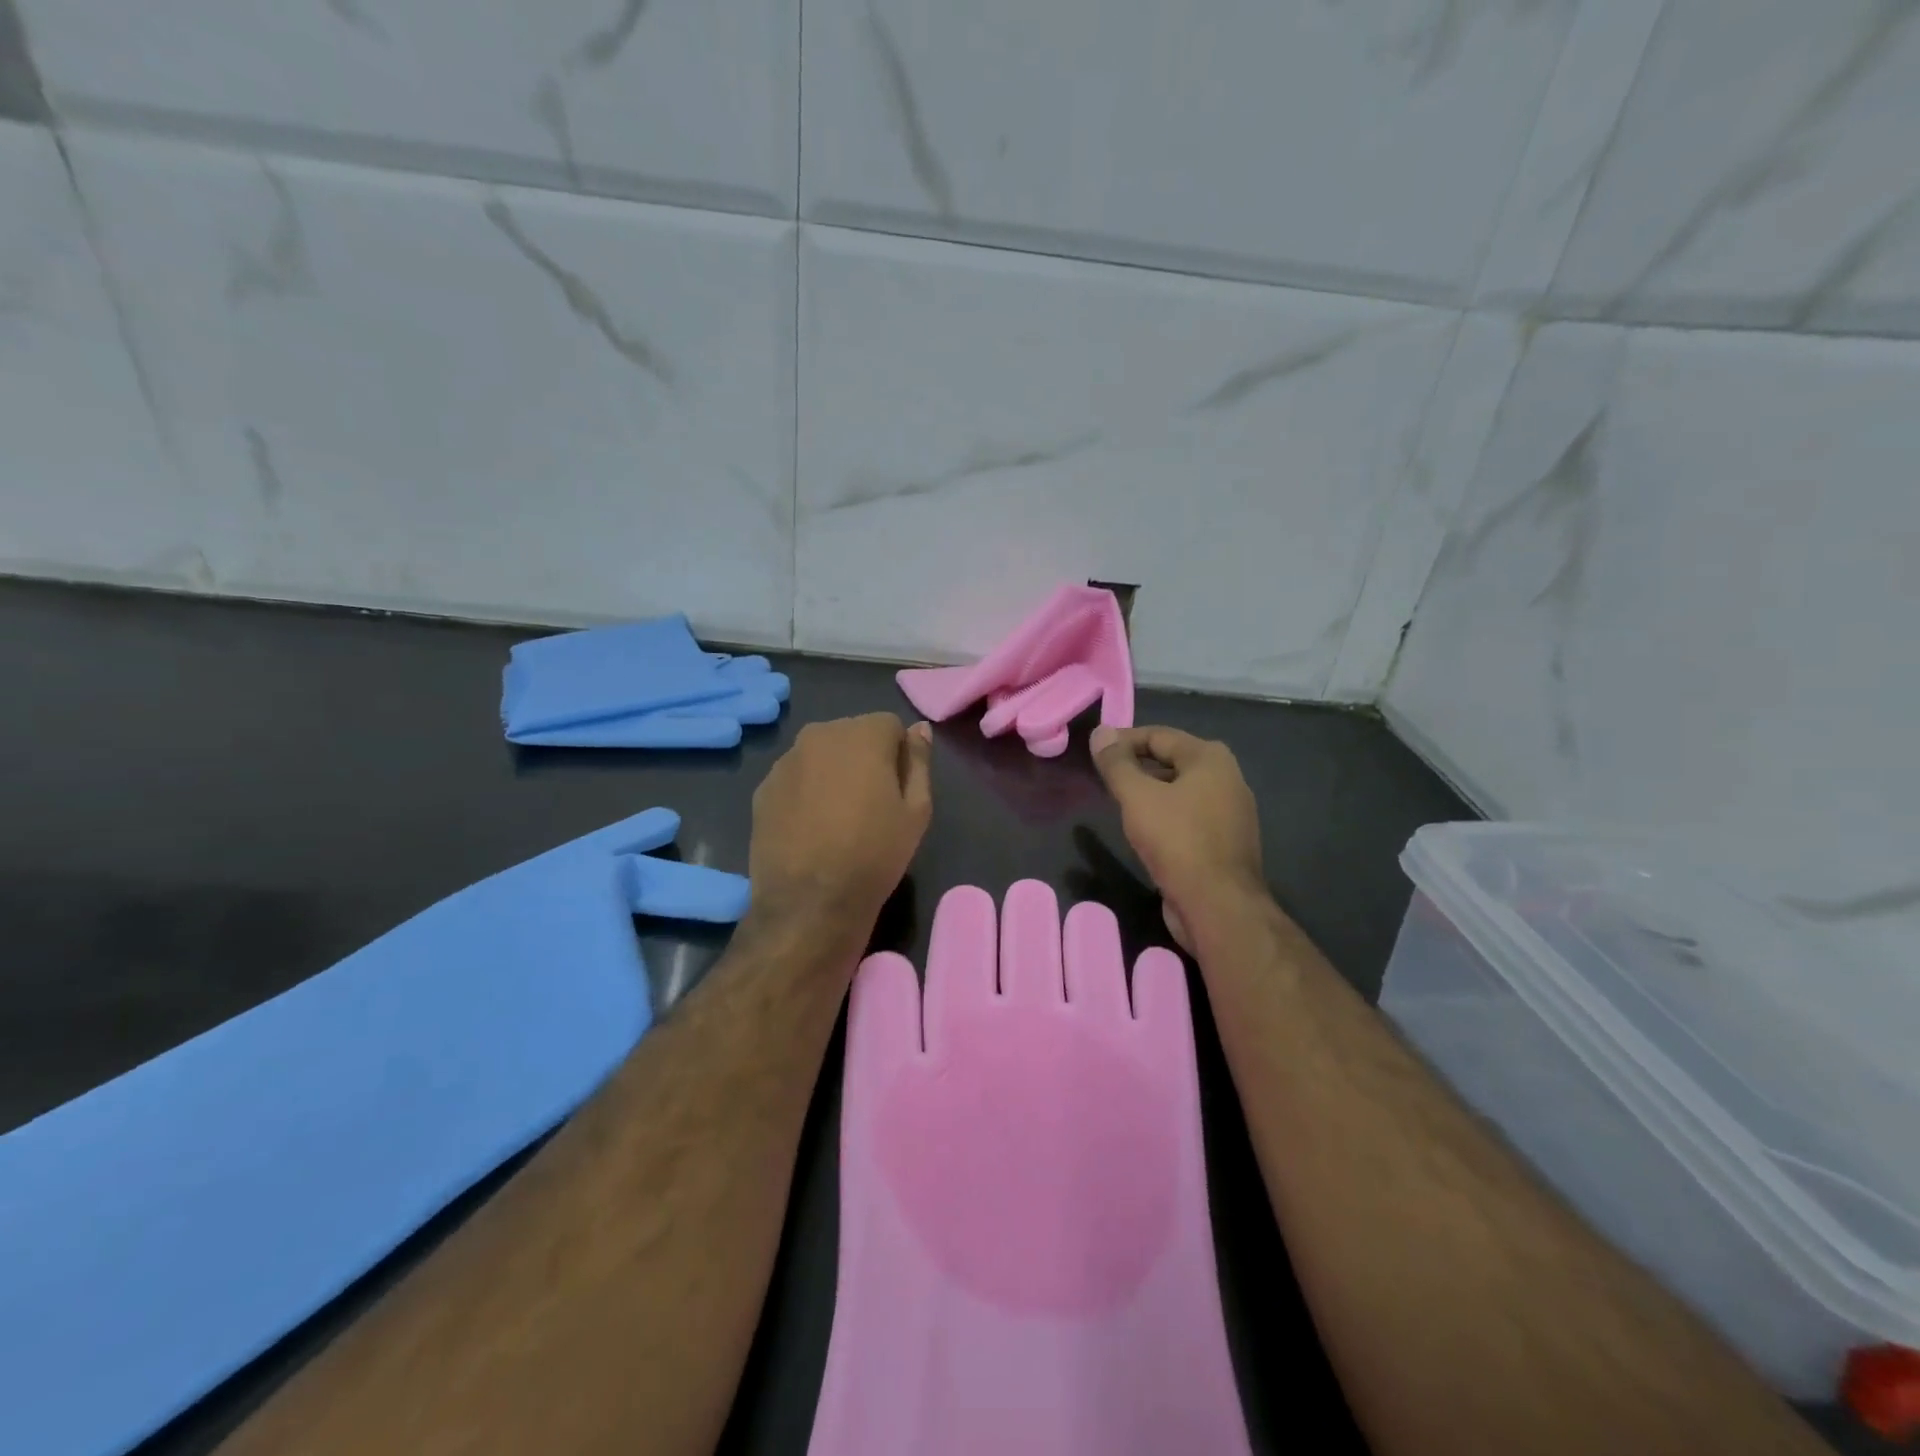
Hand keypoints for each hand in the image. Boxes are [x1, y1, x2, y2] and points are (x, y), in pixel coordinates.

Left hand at [745, 713, 932, 951]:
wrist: (809, 903)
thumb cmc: (875, 854)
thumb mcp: (916, 810)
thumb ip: (919, 761)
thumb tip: (919, 728)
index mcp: (862, 734)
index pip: (890, 726)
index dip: (899, 756)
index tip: (898, 791)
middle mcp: (819, 735)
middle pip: (852, 736)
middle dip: (865, 759)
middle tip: (871, 805)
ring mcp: (785, 761)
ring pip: (821, 756)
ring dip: (833, 774)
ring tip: (838, 820)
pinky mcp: (763, 789)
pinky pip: (796, 778)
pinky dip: (806, 792)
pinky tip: (812, 829)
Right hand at [1090, 725, 1265, 952]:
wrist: (1218, 906)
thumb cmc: (1177, 841)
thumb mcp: (1137, 797)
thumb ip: (1116, 764)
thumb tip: (1100, 732)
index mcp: (1210, 758)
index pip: (1158, 735)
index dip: (1122, 741)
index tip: (1094, 753)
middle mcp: (1227, 778)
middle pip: (1171, 760)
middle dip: (1136, 766)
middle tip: (1103, 778)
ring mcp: (1231, 812)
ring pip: (1180, 790)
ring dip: (1149, 792)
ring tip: (1118, 803)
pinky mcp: (1226, 841)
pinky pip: (1188, 816)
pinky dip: (1164, 815)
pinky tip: (1144, 831)